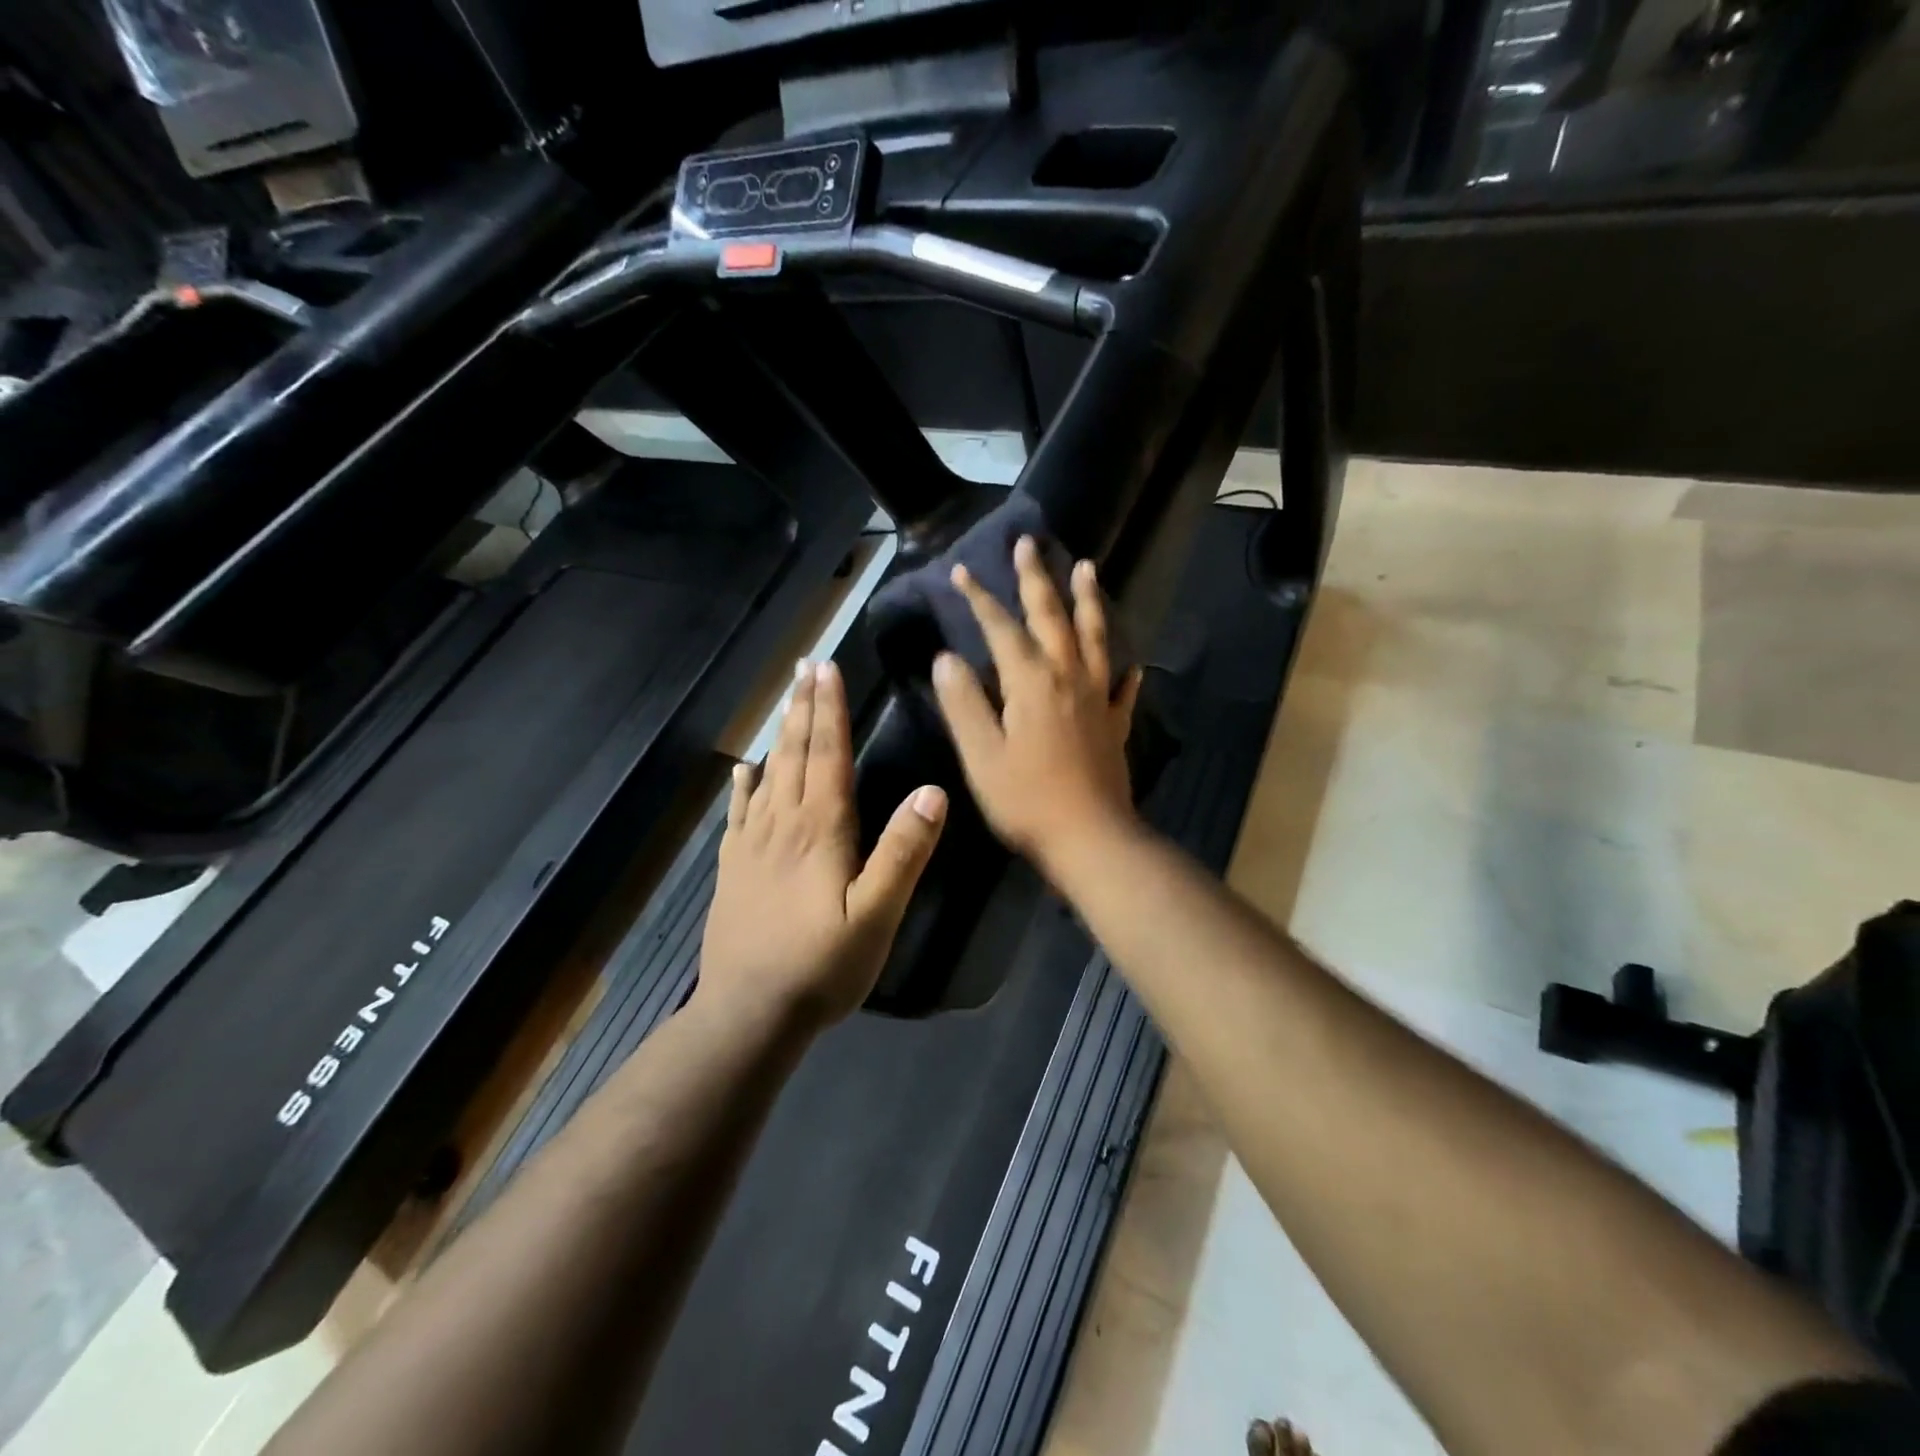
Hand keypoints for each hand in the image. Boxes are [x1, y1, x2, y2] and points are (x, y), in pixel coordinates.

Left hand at [699, 660, 946, 1031]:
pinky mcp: (733, 870)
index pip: (828, 755)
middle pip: (795, 754)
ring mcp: (752, 846)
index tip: (828, 669)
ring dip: (779, 734)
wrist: (749, 1013)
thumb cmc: (822, 965)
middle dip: (803, 707)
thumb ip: (903, 852)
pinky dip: (744, 786)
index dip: (830, 710)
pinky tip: (743, 771)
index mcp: (820, 830)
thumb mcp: (877, 915)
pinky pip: (739, 814)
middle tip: (806, 666)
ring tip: (786, 701)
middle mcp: (783, 825)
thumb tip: (932, 792)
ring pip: (768, 775)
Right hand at [932, 536, 1142, 878]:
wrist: (1091, 839)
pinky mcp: (1115, 724)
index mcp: (1031, 682)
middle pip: (1052, 617)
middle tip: (1030, 543)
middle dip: (1037, 579)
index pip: (1001, 628)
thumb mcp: (981, 755)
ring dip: (1088, 601)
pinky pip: (1122, 687)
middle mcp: (1068, 677)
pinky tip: (1132, 662)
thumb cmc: (1026, 800)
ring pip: (1094, 637)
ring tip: (1087, 568)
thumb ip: (963, 703)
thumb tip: (946, 658)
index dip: (980, 599)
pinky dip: (1125, 669)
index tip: (962, 571)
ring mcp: (1097, 698)